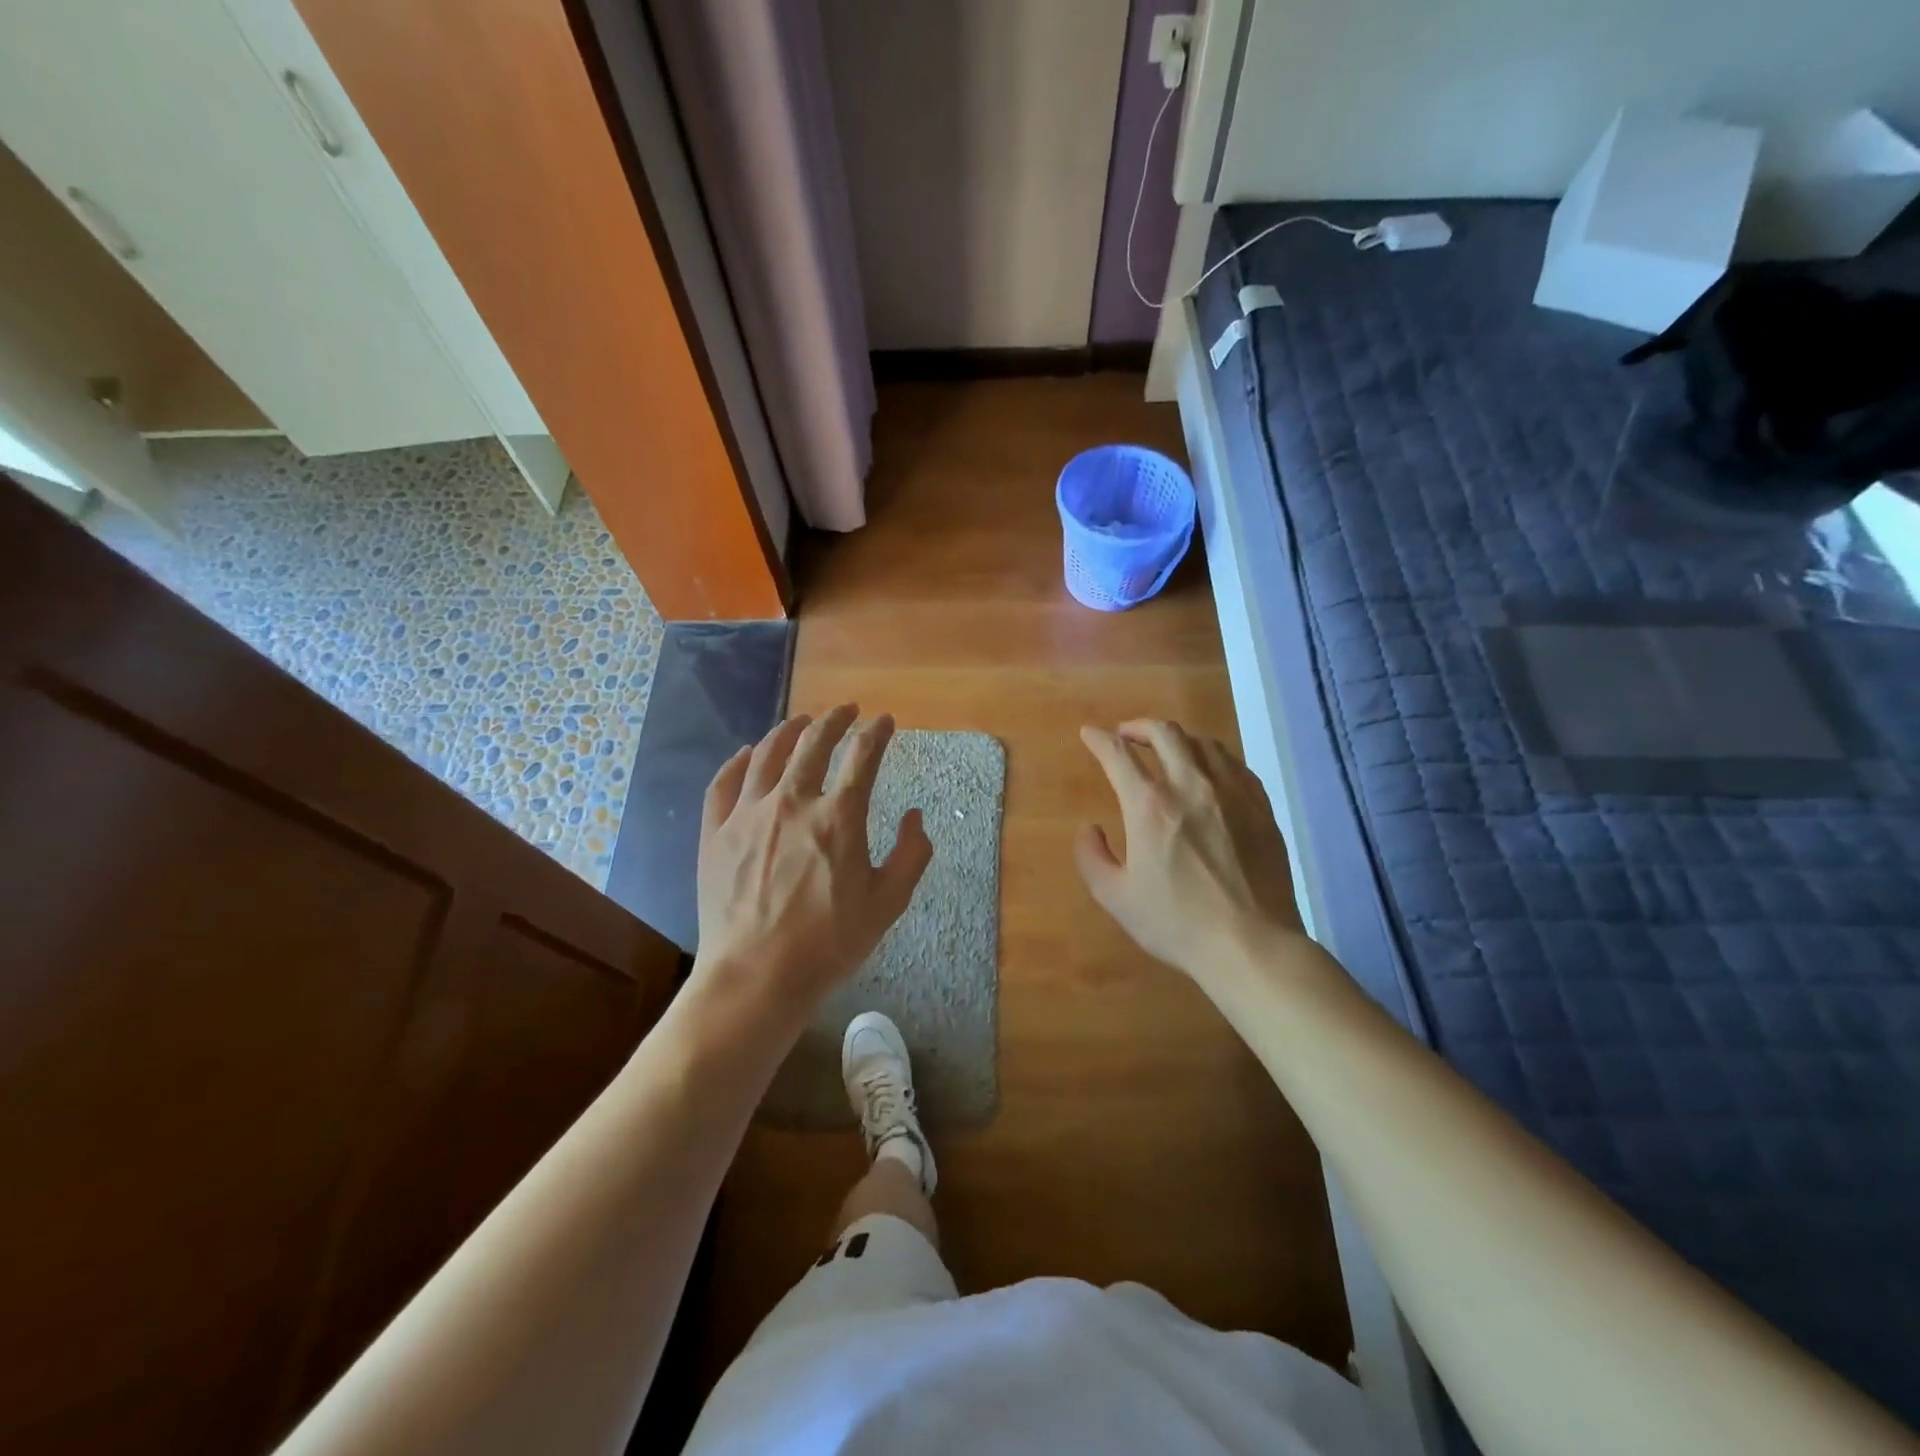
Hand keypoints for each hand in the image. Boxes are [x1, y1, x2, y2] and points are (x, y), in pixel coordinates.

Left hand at [693, 705, 932, 1020]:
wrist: (756, 977)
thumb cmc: (829, 943)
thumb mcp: (888, 903)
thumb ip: (911, 855)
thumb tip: (915, 816)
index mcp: (838, 817)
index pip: (862, 756)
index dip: (876, 733)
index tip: (884, 721)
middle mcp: (792, 802)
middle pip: (813, 743)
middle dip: (834, 720)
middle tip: (845, 710)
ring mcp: (748, 814)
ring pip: (767, 754)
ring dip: (788, 730)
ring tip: (800, 722)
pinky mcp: (716, 833)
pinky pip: (724, 782)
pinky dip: (738, 761)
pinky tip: (747, 753)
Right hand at [1076, 720, 1303, 986]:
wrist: (1251, 944)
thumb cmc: (1177, 923)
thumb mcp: (1115, 898)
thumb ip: (1091, 857)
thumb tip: (1090, 829)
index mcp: (1150, 806)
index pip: (1118, 754)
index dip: (1099, 739)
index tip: (1089, 734)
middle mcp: (1191, 786)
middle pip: (1165, 733)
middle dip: (1139, 726)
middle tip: (1126, 735)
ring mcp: (1232, 793)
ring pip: (1203, 743)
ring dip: (1177, 739)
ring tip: (1167, 751)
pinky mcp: (1261, 807)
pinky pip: (1235, 765)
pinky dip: (1213, 758)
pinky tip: (1209, 772)